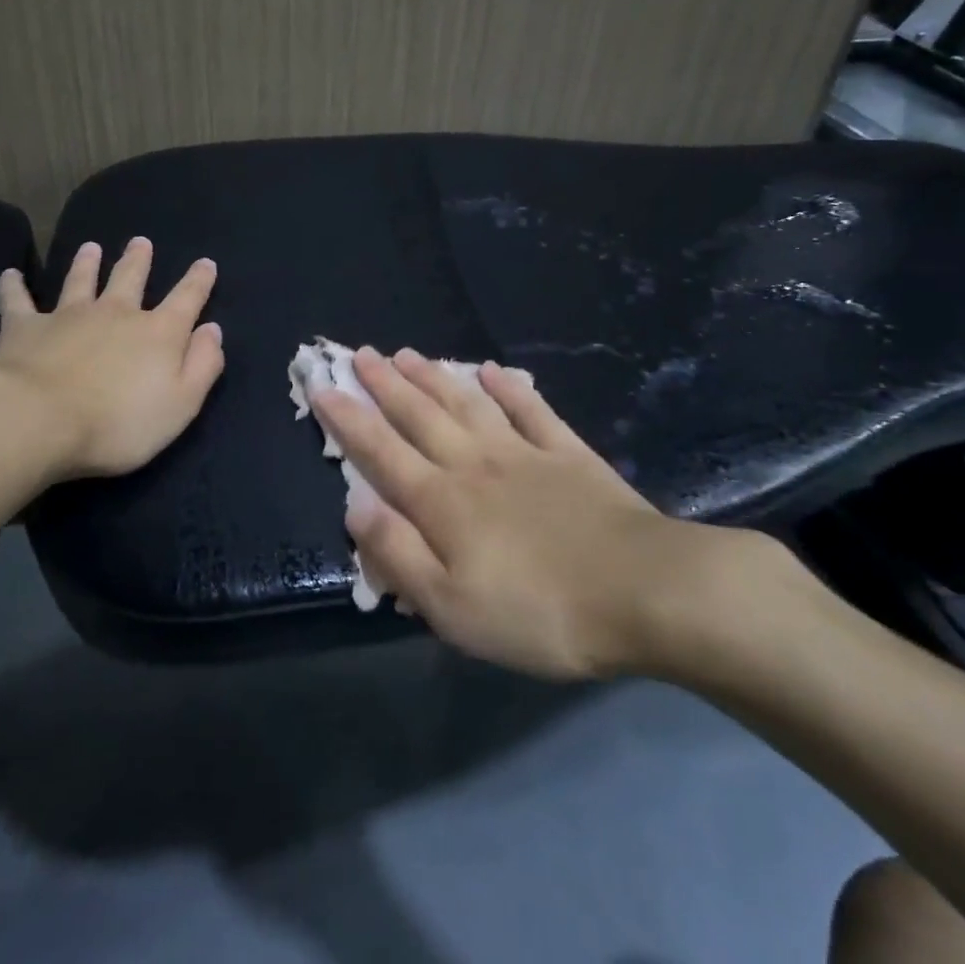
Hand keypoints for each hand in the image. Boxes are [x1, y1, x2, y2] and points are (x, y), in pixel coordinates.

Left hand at [0, 237, 223, 485]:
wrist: (39, 422)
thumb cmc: (119, 423)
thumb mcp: (181, 404)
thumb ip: (202, 365)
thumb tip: (212, 330)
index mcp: (158, 333)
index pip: (187, 299)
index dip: (199, 281)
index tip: (205, 263)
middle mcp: (116, 313)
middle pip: (130, 278)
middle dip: (138, 260)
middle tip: (140, 242)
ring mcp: (69, 315)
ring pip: (81, 280)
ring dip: (87, 263)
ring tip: (91, 247)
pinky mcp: (25, 327)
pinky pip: (17, 300)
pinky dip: (13, 286)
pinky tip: (9, 275)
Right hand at [313, 347, 802, 682]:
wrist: (642, 592)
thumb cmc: (539, 612)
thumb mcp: (452, 608)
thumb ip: (399, 555)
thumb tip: (355, 506)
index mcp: (442, 502)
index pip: (381, 452)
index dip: (348, 419)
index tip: (322, 386)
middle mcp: (474, 464)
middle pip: (420, 415)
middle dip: (385, 384)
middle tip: (360, 353)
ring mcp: (523, 453)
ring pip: (467, 403)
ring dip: (434, 377)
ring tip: (408, 353)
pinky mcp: (568, 454)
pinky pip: (532, 410)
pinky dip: (510, 388)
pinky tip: (494, 370)